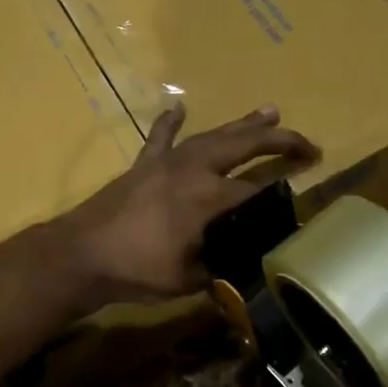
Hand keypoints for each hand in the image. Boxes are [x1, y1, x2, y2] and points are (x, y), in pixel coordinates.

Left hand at [55, 103, 319, 306]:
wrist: (82, 254)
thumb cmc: (136, 270)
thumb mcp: (187, 279)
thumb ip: (218, 269)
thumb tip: (240, 268)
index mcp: (208, 197)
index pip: (256, 189)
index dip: (282, 190)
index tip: (303, 193)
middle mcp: (193, 170)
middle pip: (243, 147)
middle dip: (278, 141)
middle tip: (305, 142)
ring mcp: (167, 163)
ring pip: (212, 136)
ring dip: (242, 124)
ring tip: (269, 110)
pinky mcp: (145, 165)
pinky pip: (161, 138)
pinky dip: (171, 122)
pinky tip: (179, 107)